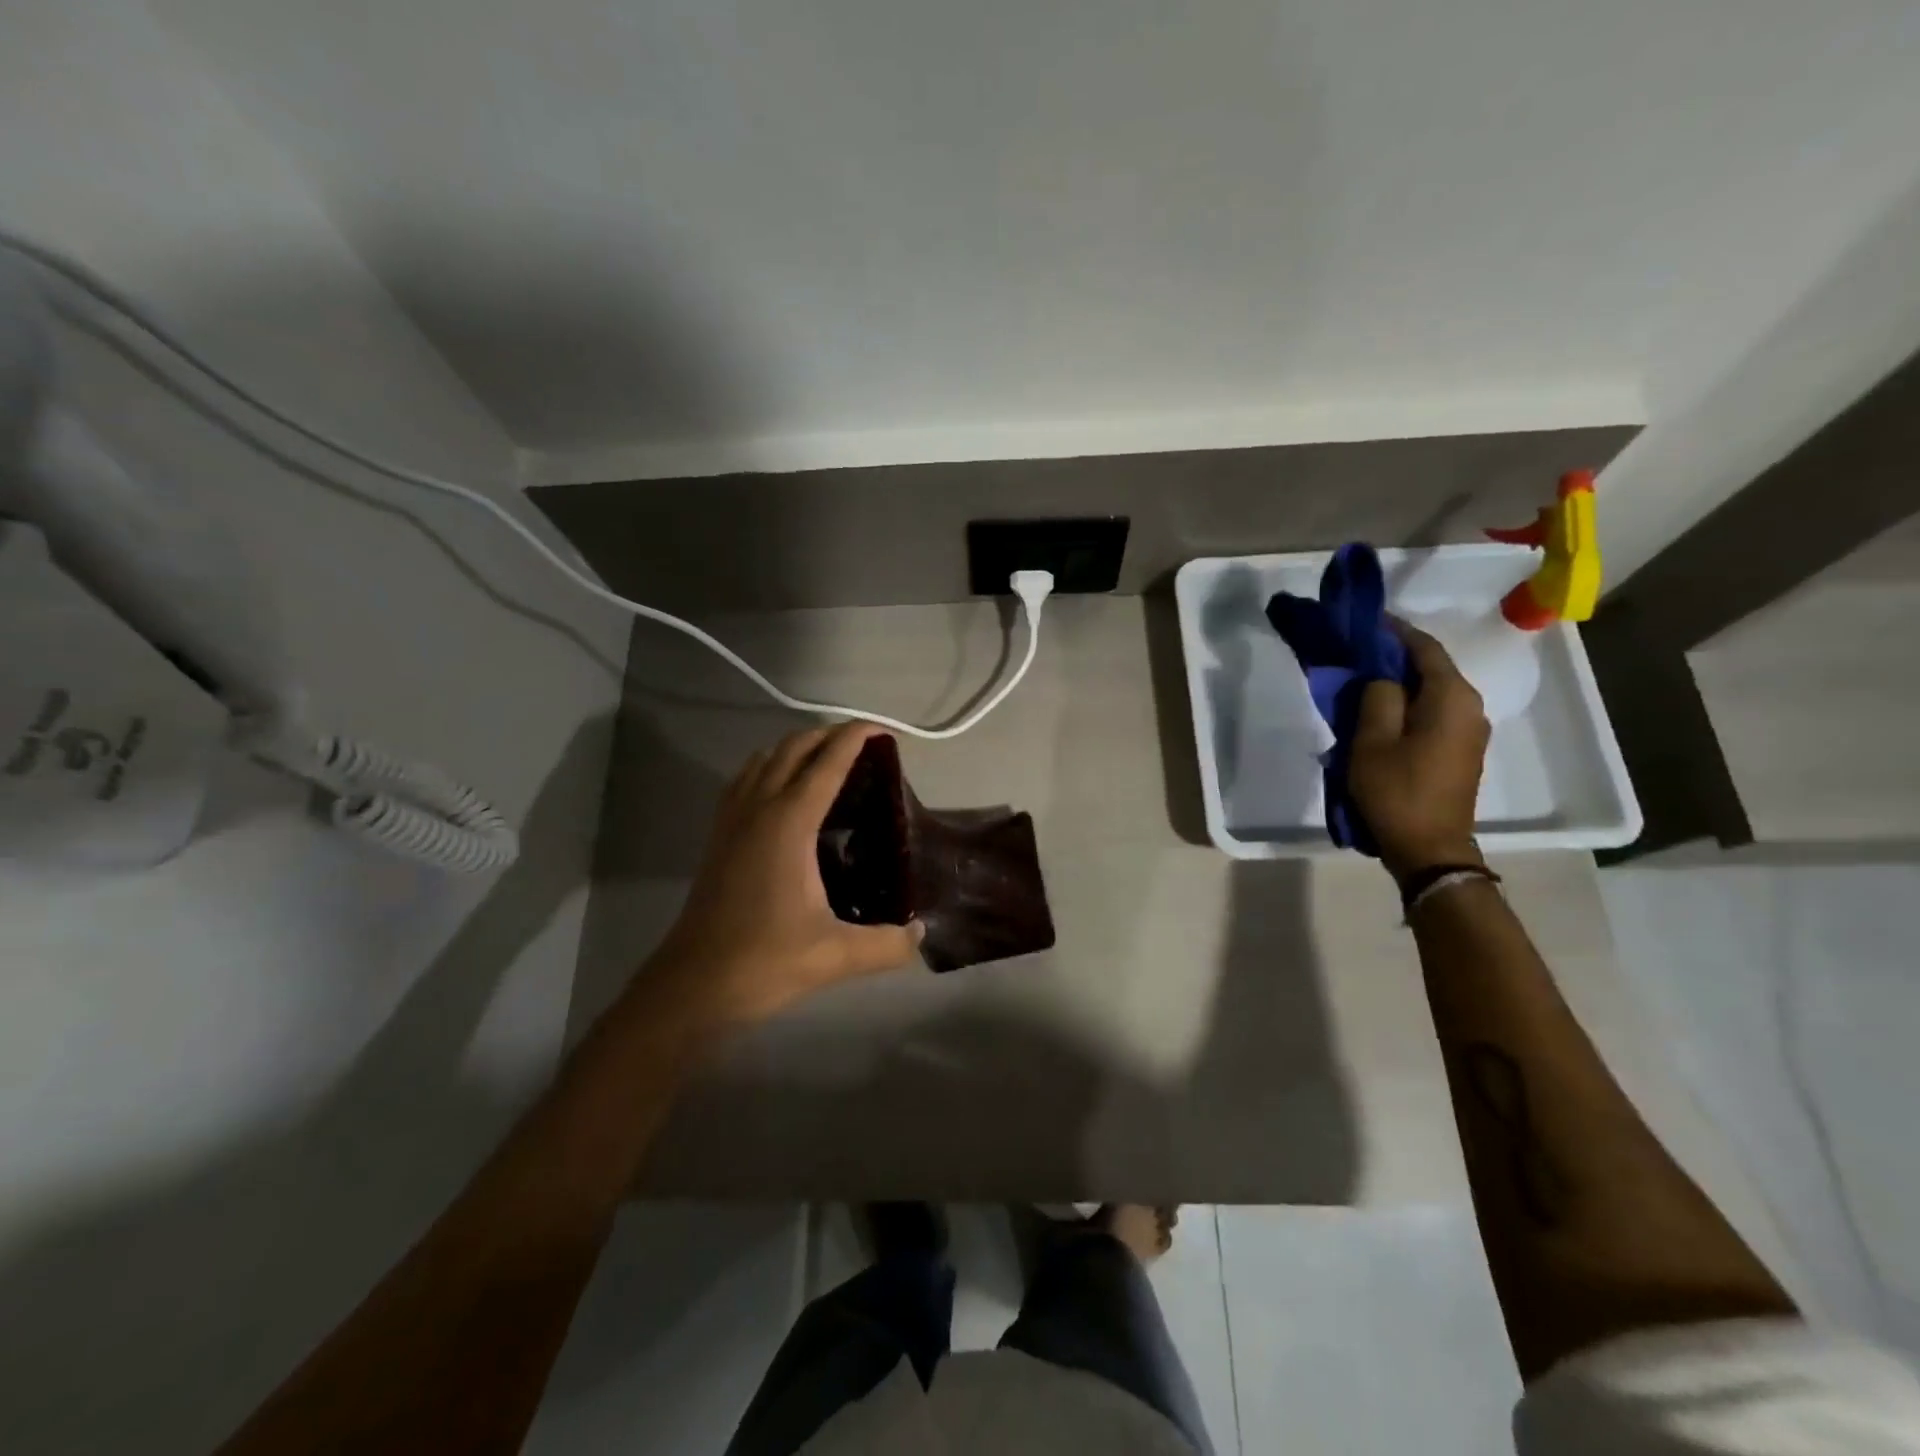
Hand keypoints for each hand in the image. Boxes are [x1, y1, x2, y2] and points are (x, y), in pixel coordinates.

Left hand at [640, 723, 923, 1028]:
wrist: (694, 984)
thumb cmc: (764, 960)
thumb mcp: (836, 955)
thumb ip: (888, 943)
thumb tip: (921, 933)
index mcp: (789, 823)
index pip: (826, 763)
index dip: (855, 738)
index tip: (882, 730)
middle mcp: (758, 808)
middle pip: (793, 748)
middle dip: (828, 734)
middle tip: (864, 744)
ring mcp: (732, 820)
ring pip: (764, 759)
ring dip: (797, 747)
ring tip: (828, 761)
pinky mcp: (719, 837)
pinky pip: (745, 780)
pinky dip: (770, 767)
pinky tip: (784, 792)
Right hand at [1348, 621, 1490, 880]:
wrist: (1429, 849)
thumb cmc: (1397, 792)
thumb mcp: (1372, 741)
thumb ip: (1377, 696)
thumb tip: (1382, 676)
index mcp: (1452, 698)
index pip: (1424, 648)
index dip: (1394, 630)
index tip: (1364, 620)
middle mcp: (1470, 707)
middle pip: (1431, 667)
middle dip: (1394, 654)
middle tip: (1355, 649)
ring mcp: (1469, 731)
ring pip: (1432, 691)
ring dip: (1399, 680)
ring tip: (1362, 677)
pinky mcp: (1460, 750)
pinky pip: (1433, 712)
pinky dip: (1408, 702)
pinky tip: (1380, 708)